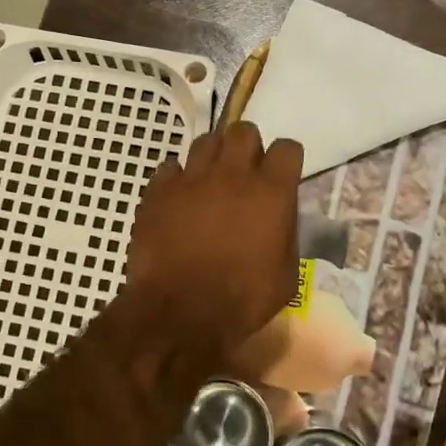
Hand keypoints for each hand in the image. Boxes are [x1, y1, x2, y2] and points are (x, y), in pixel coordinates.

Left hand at [123, 123, 302, 357]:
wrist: (181, 314)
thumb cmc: (242, 299)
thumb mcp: (286, 274)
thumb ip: (285, 235)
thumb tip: (278, 219)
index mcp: (271, 192)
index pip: (287, 148)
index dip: (286, 159)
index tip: (282, 174)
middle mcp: (232, 174)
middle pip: (243, 131)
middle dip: (247, 147)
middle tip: (244, 172)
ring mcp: (192, 179)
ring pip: (205, 142)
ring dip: (213, 157)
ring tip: (210, 181)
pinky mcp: (158, 191)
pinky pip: (170, 168)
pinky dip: (177, 178)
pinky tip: (178, 198)